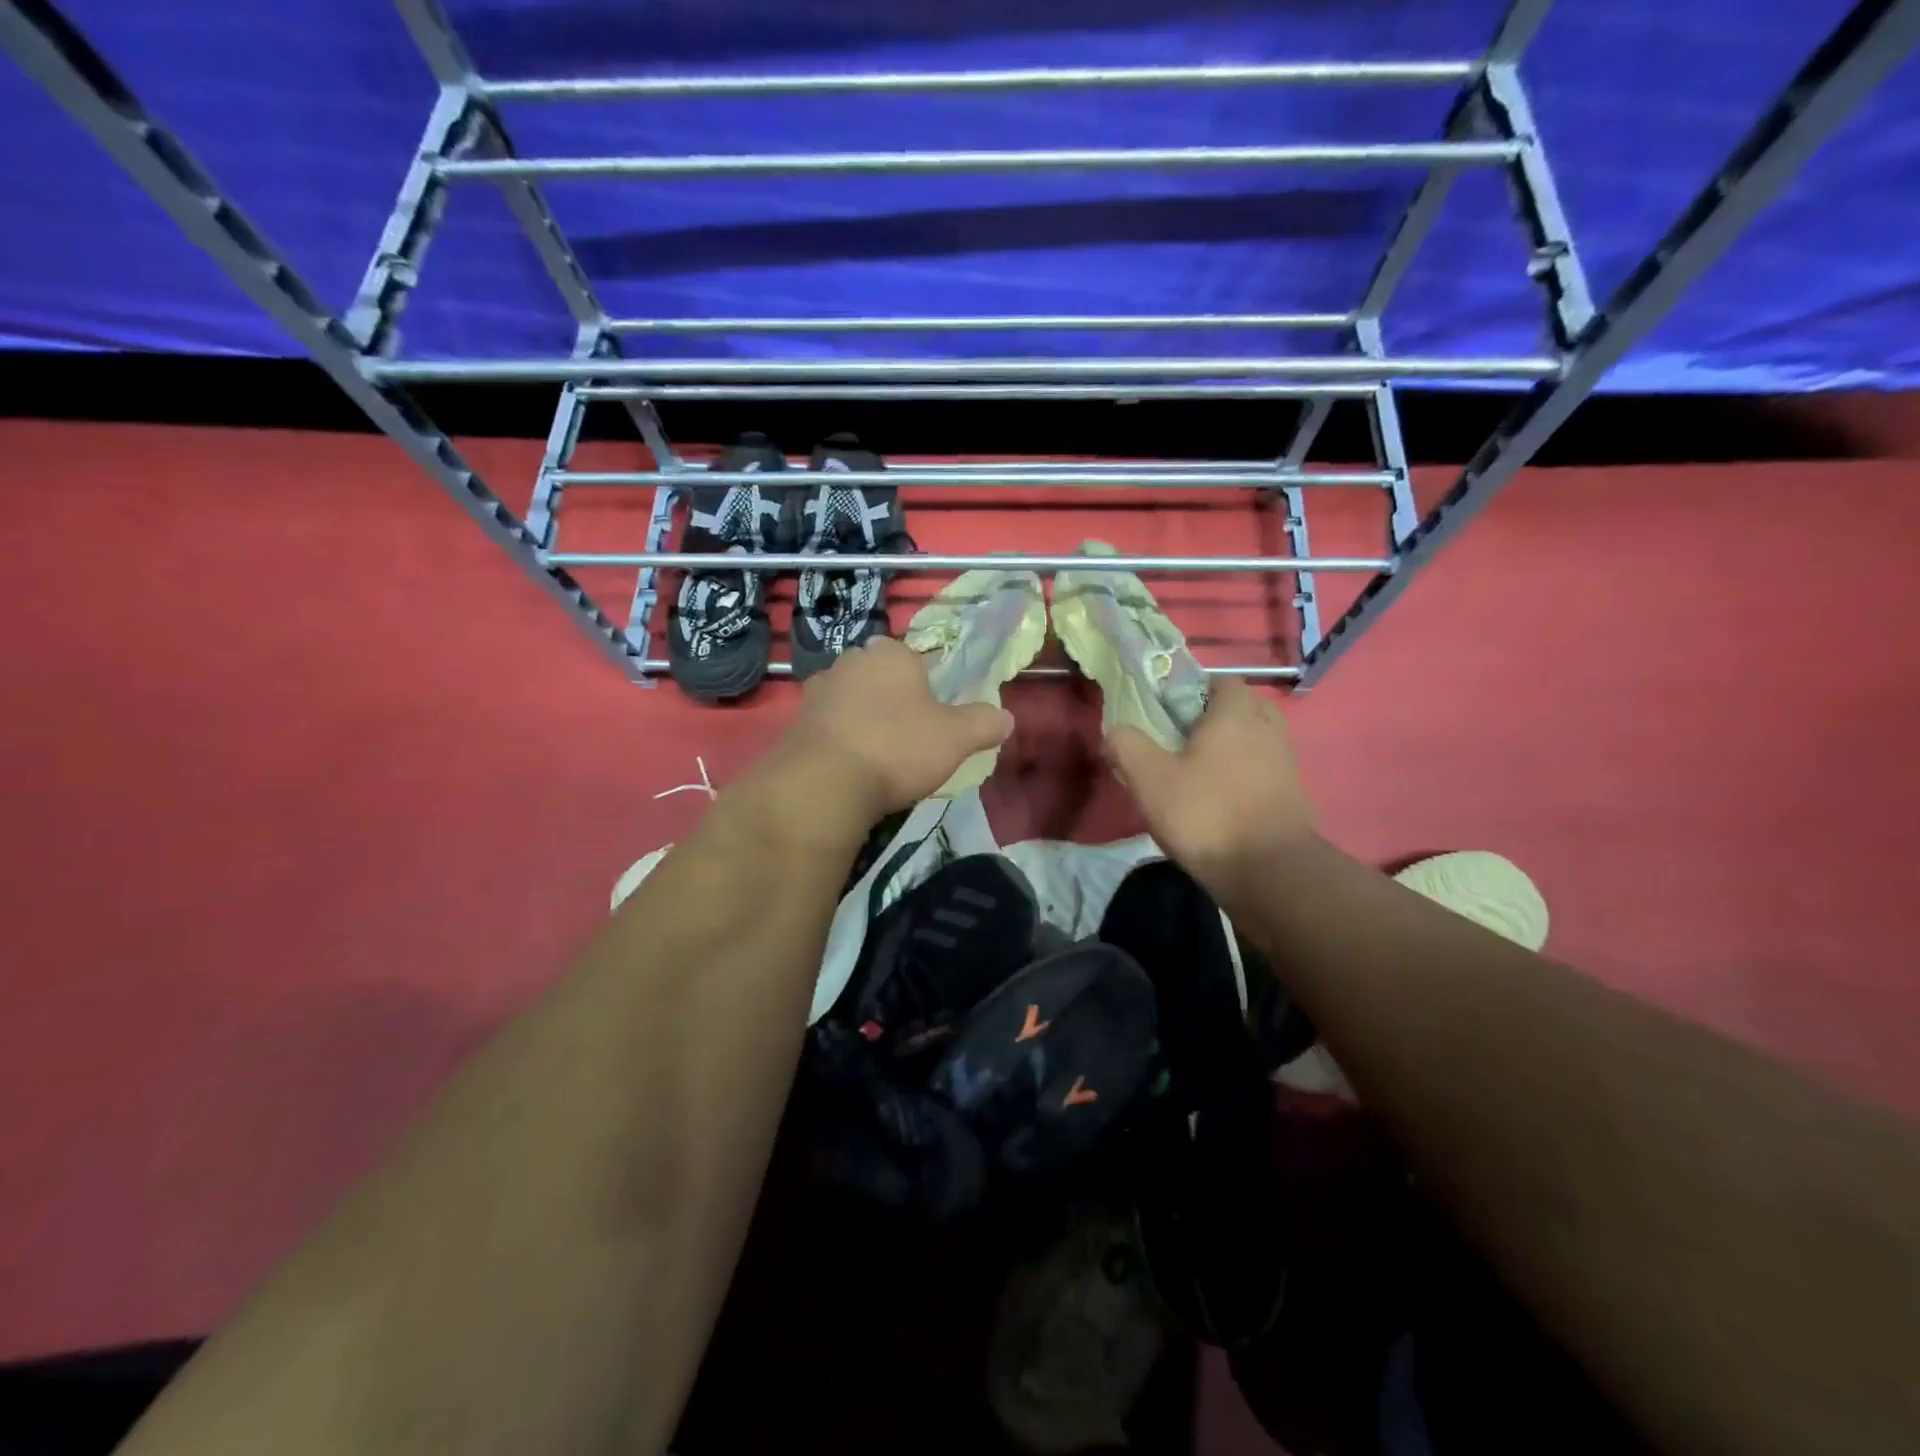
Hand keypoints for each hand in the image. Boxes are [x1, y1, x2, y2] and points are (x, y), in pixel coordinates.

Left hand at [775, 638, 1013, 821]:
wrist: (823, 783)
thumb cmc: (897, 748)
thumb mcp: (956, 738)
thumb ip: (984, 723)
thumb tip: (1007, 718)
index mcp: (891, 653)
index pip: (917, 659)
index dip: (929, 687)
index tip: (936, 717)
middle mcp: (851, 660)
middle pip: (882, 677)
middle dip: (894, 700)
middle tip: (911, 737)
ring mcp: (819, 689)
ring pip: (853, 699)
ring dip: (865, 719)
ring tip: (880, 755)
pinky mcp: (796, 720)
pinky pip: (830, 724)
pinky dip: (842, 739)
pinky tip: (852, 766)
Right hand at [1106, 676, 1315, 893]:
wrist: (1269, 873)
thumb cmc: (1206, 813)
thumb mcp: (1149, 779)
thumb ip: (1126, 746)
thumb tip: (1114, 731)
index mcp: (1235, 714)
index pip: (1222, 680)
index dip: (1193, 689)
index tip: (1167, 710)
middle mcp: (1267, 730)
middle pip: (1243, 708)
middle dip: (1215, 718)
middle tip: (1182, 739)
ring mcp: (1285, 764)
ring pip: (1255, 741)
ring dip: (1232, 749)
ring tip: (1198, 773)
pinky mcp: (1292, 797)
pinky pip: (1264, 772)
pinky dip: (1245, 777)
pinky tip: (1219, 800)